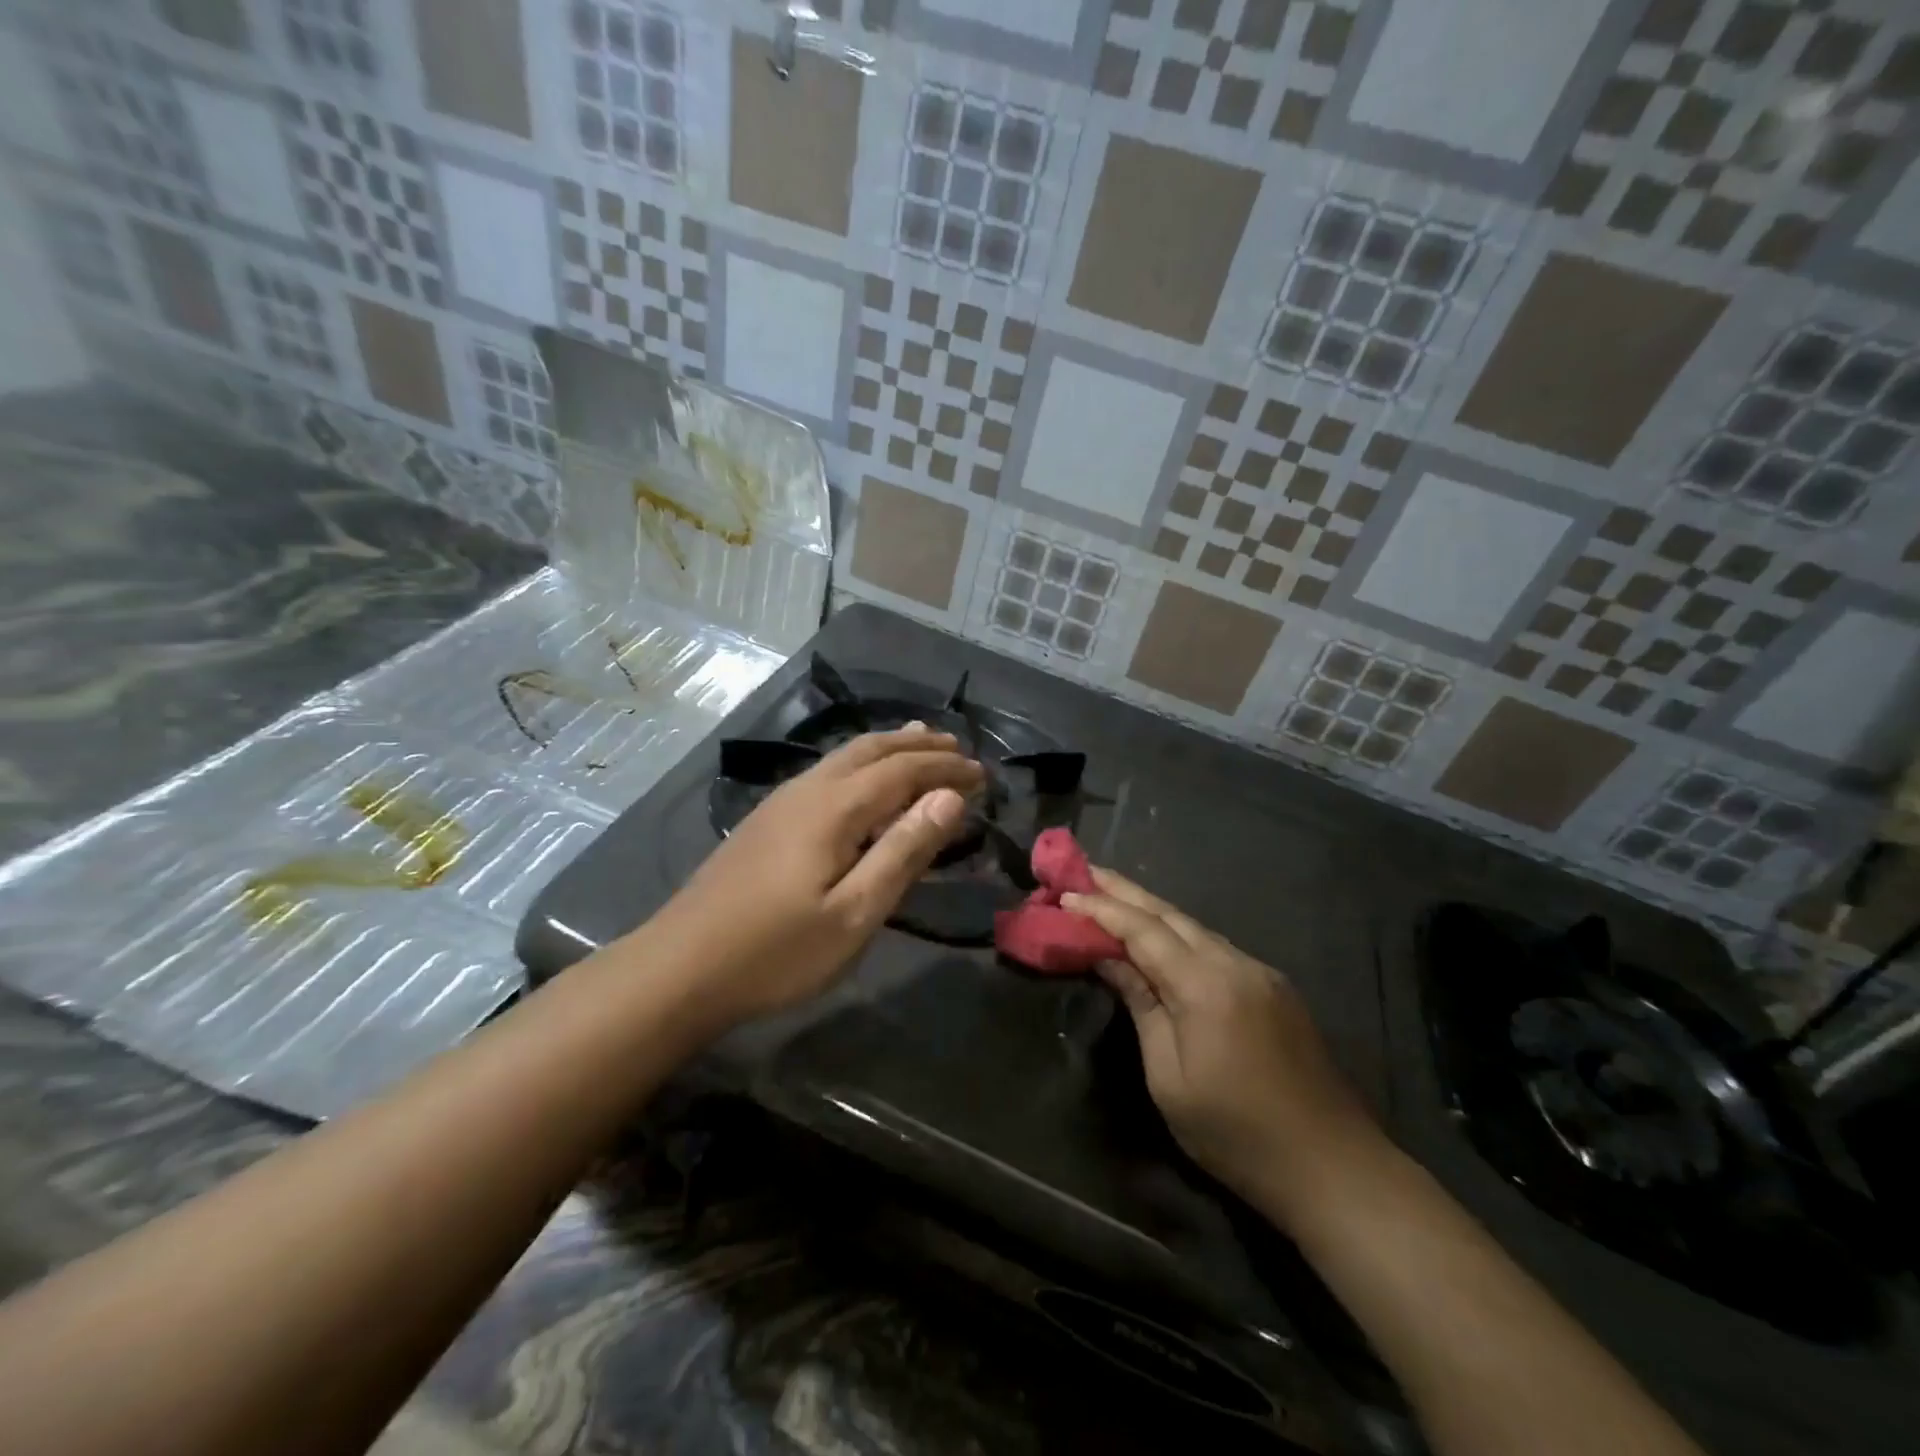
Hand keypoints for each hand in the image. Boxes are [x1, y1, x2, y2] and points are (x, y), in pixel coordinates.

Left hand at [658, 724, 982, 1026]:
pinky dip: (860, 764)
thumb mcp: (854, 913)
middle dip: (918, 747)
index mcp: (835, 808)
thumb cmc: (776, 951)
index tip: (983, 774)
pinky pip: (827, 773)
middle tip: (957, 750)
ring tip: (918, 744)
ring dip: (888, 748)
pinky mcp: (766, 820)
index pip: (904, 771)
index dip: (946, 770)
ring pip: (844, 757)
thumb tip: (949, 798)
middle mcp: (809, 790)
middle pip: (872, 750)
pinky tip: (861, 783)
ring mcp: (781, 802)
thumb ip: (903, 851)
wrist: (679, 968)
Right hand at [1063, 869, 1380, 1217]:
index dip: (1101, 910)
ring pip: (1194, 928)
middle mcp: (1235, 963)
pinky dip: (1179, 935)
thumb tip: (1110, 960)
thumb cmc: (1236, 1134)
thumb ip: (1141, 1007)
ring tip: (1111, 897)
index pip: (1142, 930)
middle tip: (1083, 872)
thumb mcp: (1169, 1079)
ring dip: (1151, 910)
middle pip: (1170, 915)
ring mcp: (1260, 973)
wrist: (1334, 1167)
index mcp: (1205, 985)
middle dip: (1123, 891)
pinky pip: (1215, 947)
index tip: (1063, 894)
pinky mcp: (1274, 988)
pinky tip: (1161, 939)